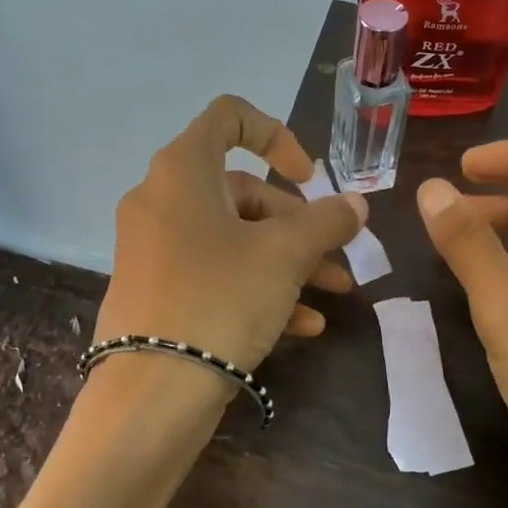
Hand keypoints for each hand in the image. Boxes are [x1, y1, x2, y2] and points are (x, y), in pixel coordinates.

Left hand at [96, 96, 367, 372]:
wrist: (151, 390)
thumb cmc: (220, 298)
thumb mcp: (285, 255)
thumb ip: (326, 221)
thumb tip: (356, 204)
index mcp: (182, 171)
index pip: (228, 117)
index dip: (277, 136)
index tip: (308, 177)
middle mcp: (160, 200)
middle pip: (241, 191)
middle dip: (297, 223)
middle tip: (336, 256)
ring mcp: (154, 248)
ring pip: (232, 238)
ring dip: (286, 261)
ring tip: (333, 294)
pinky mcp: (155, 290)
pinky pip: (213, 273)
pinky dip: (256, 288)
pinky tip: (301, 327)